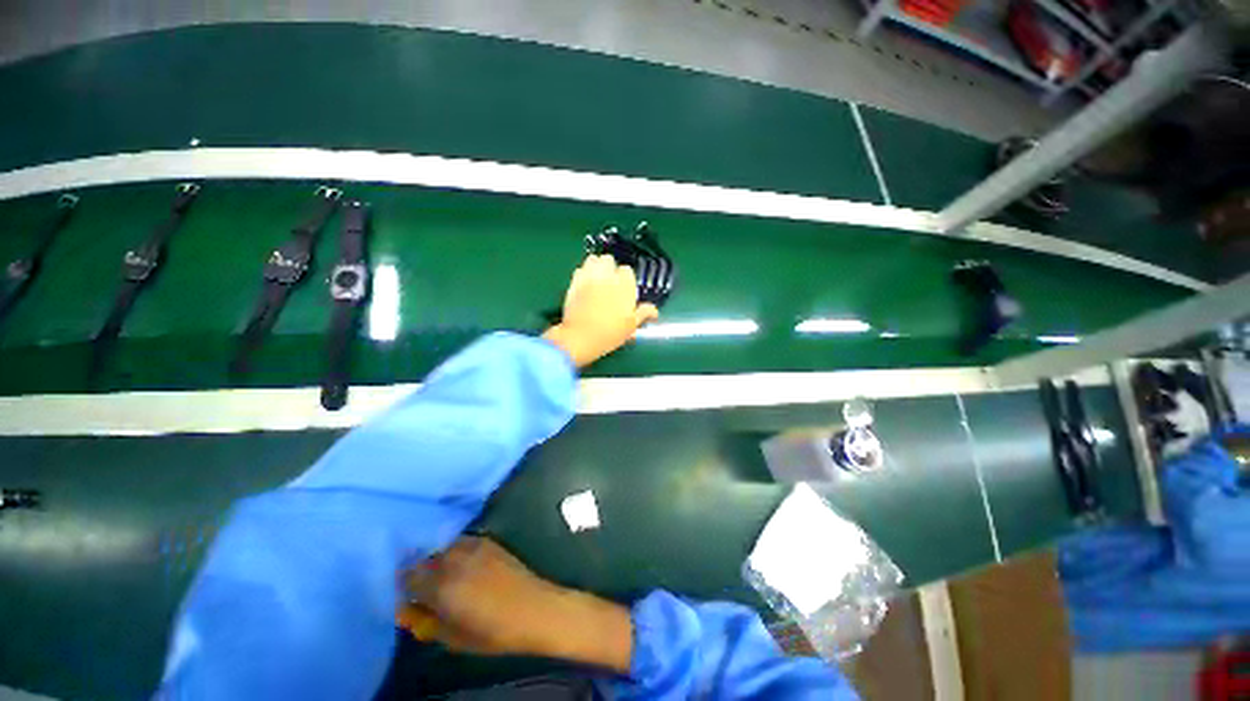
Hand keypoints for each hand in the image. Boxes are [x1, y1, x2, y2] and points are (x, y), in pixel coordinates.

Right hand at [397, 537, 632, 673]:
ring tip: (438, 572)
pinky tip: (458, 562)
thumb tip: (407, 610)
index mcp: (442, 587)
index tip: (404, 594)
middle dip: (417, 570)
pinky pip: (461, 541)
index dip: (402, 586)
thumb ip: (426, 621)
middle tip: (419, 585)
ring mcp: (473, 547)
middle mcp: (454, 560)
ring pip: (442, 546)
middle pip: (423, 558)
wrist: (534, 608)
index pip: (408, 577)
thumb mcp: (453, 637)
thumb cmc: (493, 632)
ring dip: (435, 558)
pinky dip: (453, 549)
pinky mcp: (488, 541)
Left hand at [543, 254, 658, 367]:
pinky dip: (583, 274)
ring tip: (596, 278)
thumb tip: (655, 311)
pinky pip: (579, 270)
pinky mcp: (574, 282)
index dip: (625, 279)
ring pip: (593, 260)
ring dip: (596, 266)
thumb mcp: (632, 326)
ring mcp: (589, 277)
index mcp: (624, 285)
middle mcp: (607, 276)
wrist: (581, 337)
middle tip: (609, 282)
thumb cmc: (611, 333)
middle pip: (609, 260)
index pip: (627, 270)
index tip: (624, 289)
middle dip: (609, 267)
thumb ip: (644, 313)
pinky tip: (584, 284)